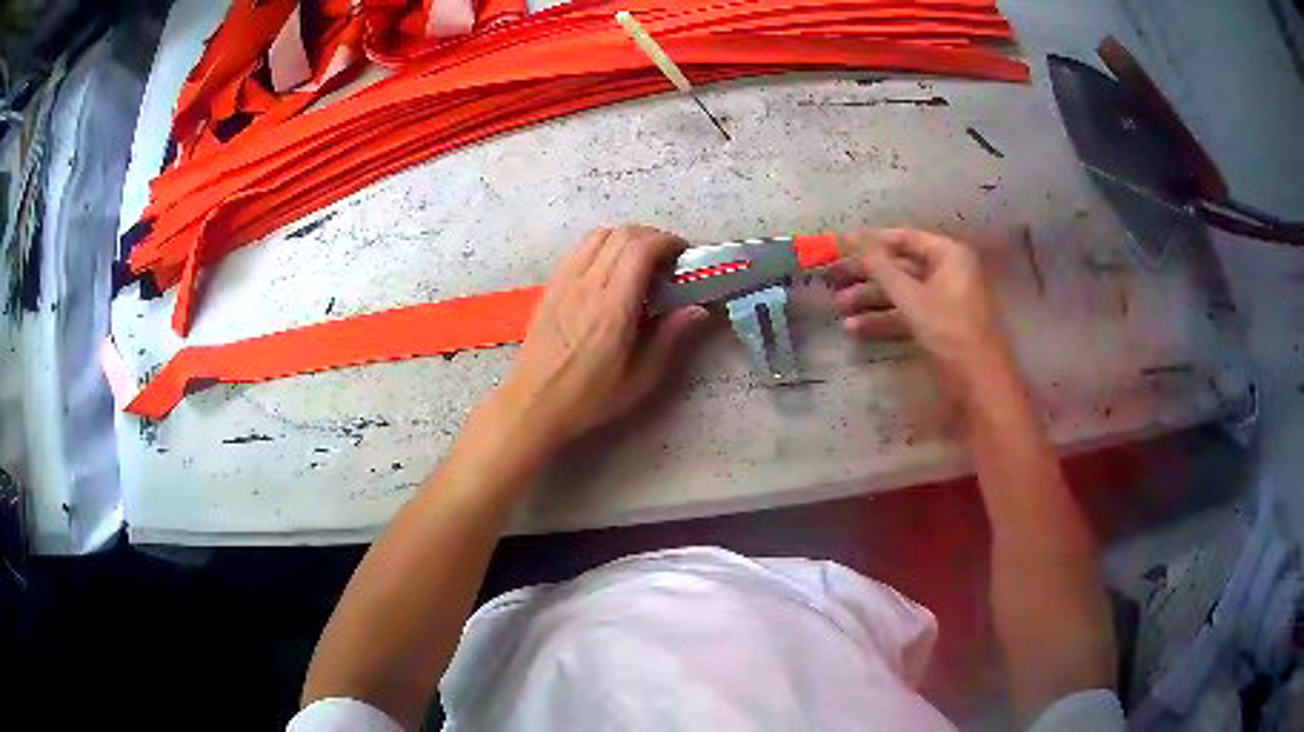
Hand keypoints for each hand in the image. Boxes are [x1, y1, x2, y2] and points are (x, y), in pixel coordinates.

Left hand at [490, 225, 706, 451]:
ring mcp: (564, 281)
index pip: (640, 249)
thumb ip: (669, 338)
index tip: (684, 255)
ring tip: (641, 260)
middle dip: (652, 236)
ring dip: (626, 237)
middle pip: (622, 234)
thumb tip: (697, 309)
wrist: (534, 403)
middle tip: (668, 258)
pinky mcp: (551, 285)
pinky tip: (610, 269)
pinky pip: (579, 248)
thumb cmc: (589, 397)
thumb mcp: (639, 379)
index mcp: (612, 308)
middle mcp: (587, 285)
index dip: (667, 242)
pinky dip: (602, 245)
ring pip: (598, 234)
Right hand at [829, 228, 1012, 396]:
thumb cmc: (950, 331)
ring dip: (870, 299)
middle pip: (900, 266)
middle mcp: (947, 272)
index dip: (871, 242)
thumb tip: (853, 240)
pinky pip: (906, 315)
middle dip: (866, 274)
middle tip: (832, 278)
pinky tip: (854, 329)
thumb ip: (882, 268)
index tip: (839, 246)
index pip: (904, 238)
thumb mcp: (912, 297)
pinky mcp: (937, 326)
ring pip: (900, 293)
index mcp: (948, 255)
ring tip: (838, 307)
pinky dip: (883, 320)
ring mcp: (942, 301)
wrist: (979, 384)